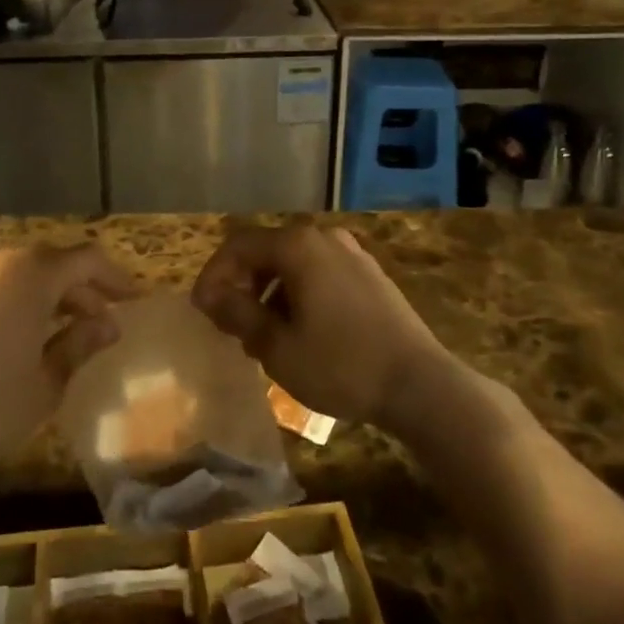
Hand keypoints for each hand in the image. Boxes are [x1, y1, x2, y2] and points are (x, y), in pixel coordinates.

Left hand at [0, 244, 133, 493]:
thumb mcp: (47, 383)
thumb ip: (80, 343)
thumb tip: (107, 325)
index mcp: (28, 275)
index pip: (85, 260)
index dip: (114, 278)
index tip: (131, 300)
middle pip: (47, 263)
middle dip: (77, 290)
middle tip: (97, 322)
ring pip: (11, 274)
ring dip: (39, 294)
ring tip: (52, 331)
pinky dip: (3, 301)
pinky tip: (3, 338)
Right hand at [191, 225, 448, 431]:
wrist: (421, 385)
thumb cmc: (342, 366)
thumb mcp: (278, 347)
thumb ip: (239, 315)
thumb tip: (210, 296)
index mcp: (298, 246)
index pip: (238, 246)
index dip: (214, 275)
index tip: (202, 311)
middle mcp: (324, 238)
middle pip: (267, 251)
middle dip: (242, 285)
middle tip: (229, 326)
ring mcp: (352, 254)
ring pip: (293, 264)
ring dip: (269, 293)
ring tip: (262, 336)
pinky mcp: (370, 275)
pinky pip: (319, 274)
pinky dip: (298, 295)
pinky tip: (300, 332)